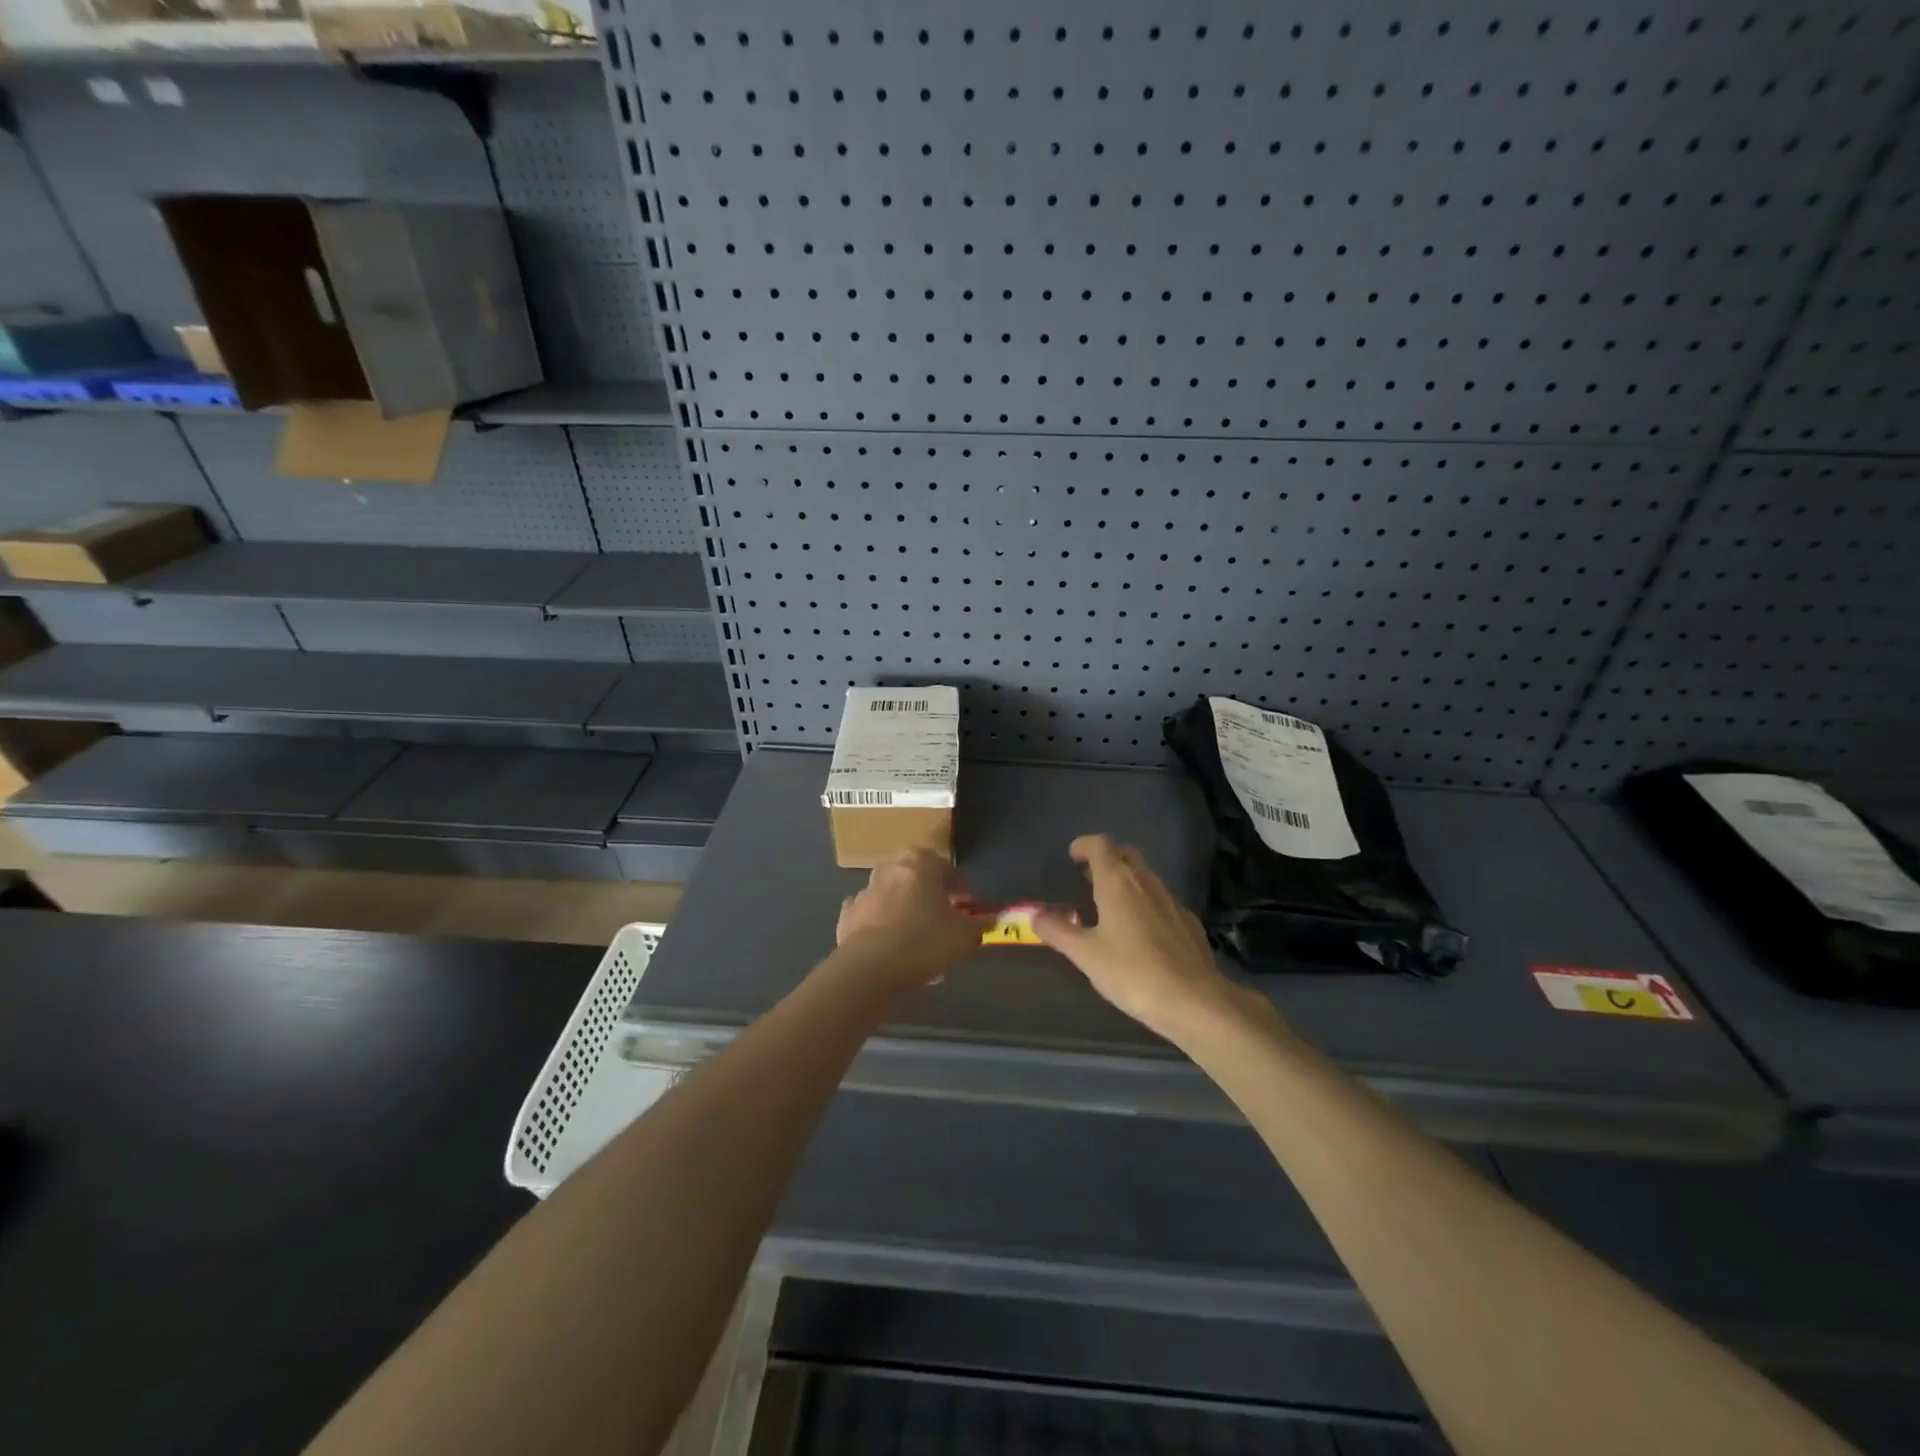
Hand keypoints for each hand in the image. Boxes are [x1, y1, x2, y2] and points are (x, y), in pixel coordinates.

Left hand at [835, 848, 982, 987]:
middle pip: (916, 880)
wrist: (870, 968)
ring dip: (906, 914)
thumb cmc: (925, 940)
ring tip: (920, 943)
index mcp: (919, 863)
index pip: (945, 867)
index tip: (969, 907)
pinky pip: (872, 919)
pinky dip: (882, 929)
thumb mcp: (964, 935)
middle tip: (944, 922)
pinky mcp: (847, 917)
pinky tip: (892, 951)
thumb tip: (992, 920)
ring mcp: (864, 892)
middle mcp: (889, 869)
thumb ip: (979, 924)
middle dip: (930, 898)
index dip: (960, 888)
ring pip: (893, 899)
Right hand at [1034, 835, 1252, 1041]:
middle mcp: (1146, 882)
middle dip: (1106, 859)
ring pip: (1145, 876)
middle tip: (1087, 877)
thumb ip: (1058, 931)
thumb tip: (1035, 915)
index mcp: (1118, 882)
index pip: (1100, 845)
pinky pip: (1160, 899)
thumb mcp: (1085, 954)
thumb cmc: (1131, 972)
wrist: (1194, 1000)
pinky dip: (1145, 902)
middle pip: (1125, 854)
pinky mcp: (1188, 922)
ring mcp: (1171, 900)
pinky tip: (1139, 931)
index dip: (1084, 845)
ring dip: (1125, 880)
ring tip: (1108, 905)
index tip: (1072, 856)